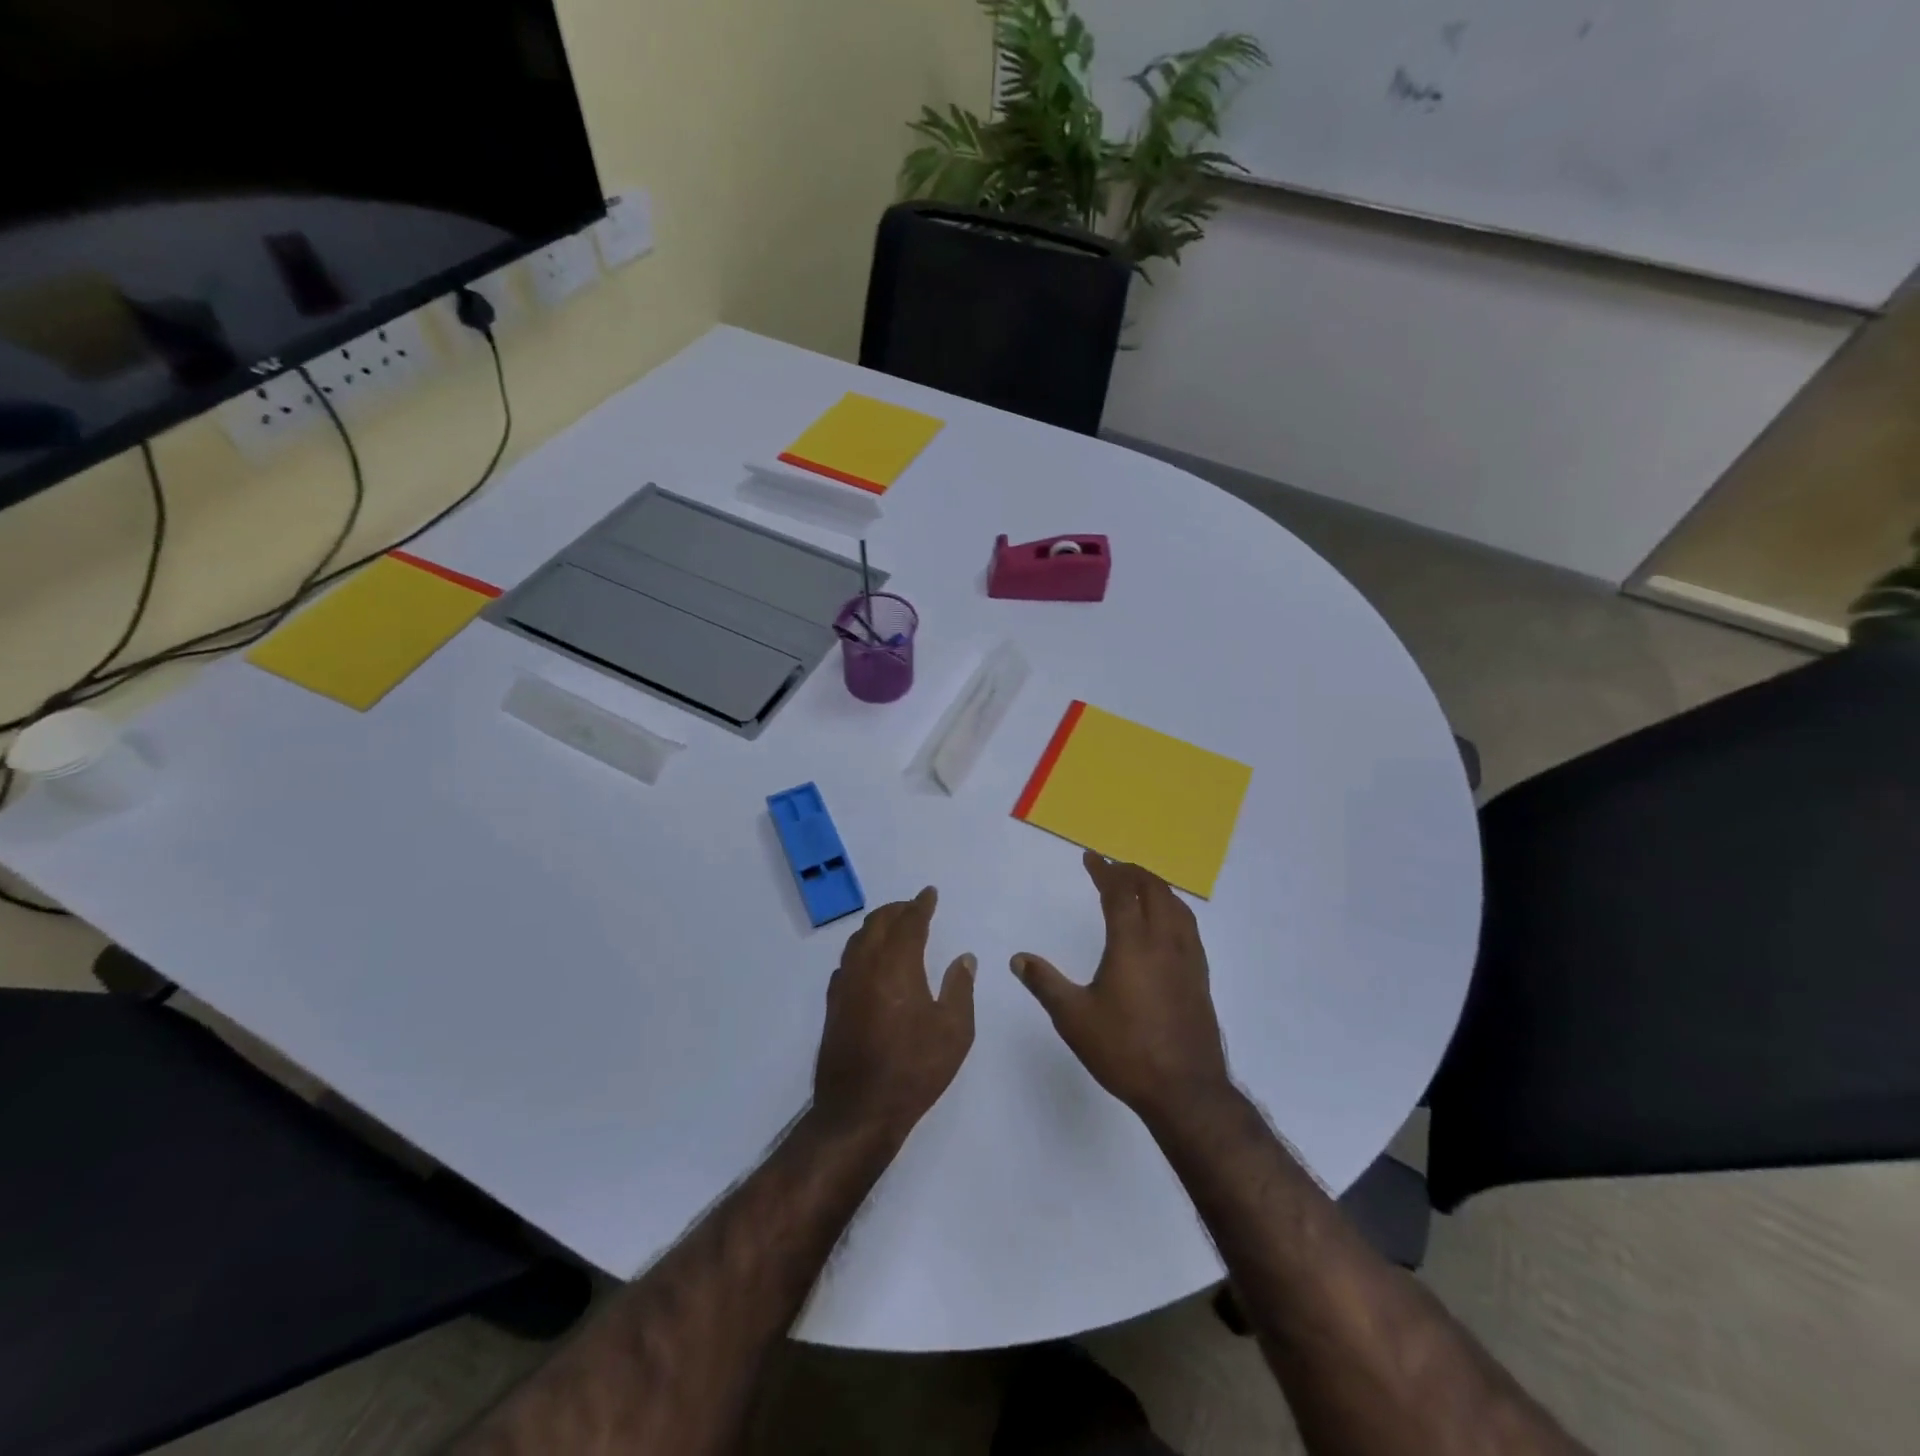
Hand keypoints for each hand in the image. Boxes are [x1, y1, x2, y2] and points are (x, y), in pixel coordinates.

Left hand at [812, 887, 975, 1143]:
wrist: (859, 1111)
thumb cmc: (914, 1069)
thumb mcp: (954, 1031)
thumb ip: (960, 988)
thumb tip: (964, 958)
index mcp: (898, 965)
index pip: (909, 922)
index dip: (921, 905)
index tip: (930, 893)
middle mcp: (867, 966)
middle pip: (878, 923)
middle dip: (897, 910)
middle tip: (913, 906)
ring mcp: (845, 985)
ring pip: (858, 940)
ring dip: (877, 926)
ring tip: (893, 926)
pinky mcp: (833, 1005)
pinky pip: (847, 961)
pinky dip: (862, 949)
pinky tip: (869, 961)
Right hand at [1012, 853, 1232, 1128]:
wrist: (1185, 1090)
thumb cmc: (1125, 1051)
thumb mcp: (1074, 1018)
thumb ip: (1045, 984)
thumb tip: (1018, 959)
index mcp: (1132, 944)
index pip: (1119, 893)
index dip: (1104, 870)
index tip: (1091, 857)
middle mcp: (1164, 942)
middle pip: (1153, 890)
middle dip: (1132, 872)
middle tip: (1113, 868)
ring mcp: (1188, 959)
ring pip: (1176, 906)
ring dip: (1156, 887)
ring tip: (1139, 886)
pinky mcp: (1200, 977)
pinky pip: (1188, 927)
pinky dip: (1173, 910)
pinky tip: (1167, 925)